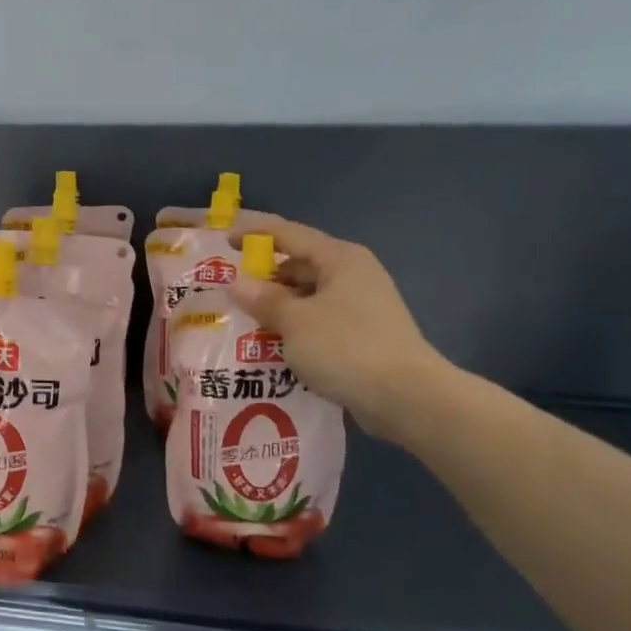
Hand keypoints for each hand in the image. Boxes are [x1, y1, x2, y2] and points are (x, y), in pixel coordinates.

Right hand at [229, 214, 454, 440]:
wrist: (406, 397)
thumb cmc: (346, 347)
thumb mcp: (294, 321)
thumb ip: (263, 300)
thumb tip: (237, 283)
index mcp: (339, 258)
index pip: (288, 233)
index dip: (254, 233)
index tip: (224, 239)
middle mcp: (353, 275)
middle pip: (299, 265)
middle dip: (264, 277)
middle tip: (229, 292)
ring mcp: (361, 306)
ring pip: (308, 297)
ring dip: (278, 307)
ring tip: (244, 322)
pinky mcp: (363, 336)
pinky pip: (319, 322)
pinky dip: (295, 328)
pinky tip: (273, 346)